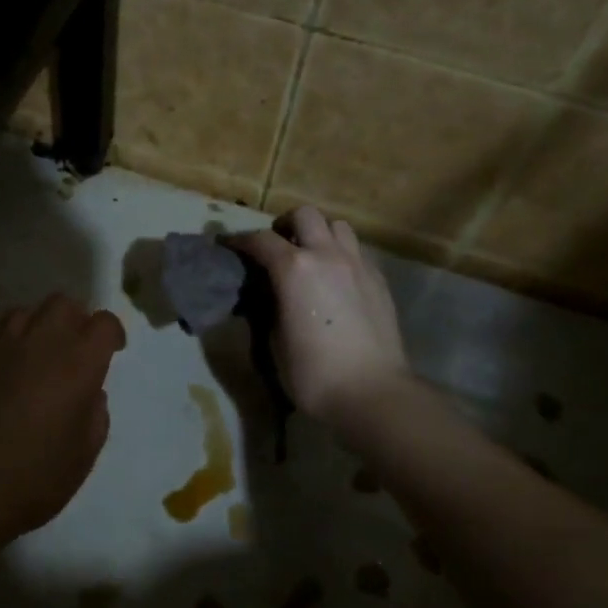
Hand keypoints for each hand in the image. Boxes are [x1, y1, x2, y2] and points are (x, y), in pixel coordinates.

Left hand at [0, 294, 126, 551]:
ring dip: (37, 328)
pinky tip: (1, 369)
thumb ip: (95, 414)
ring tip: (35, 357)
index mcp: (77, 364)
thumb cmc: (29, 481)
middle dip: (75, 320)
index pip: (103, 323)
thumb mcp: (82, 457)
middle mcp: (39, 342)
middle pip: (62, 304)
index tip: (112, 350)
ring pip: (24, 312)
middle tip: (74, 350)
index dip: (112, 333)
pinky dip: (4, 342)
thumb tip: (90, 393)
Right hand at [227, 206, 409, 427]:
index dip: (240, 241)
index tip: (228, 246)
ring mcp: (358, 264)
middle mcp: (327, 255)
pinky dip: (341, 255)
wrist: (372, 392)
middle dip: (286, 225)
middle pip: (305, 215)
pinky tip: (336, 280)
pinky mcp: (379, 280)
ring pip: (338, 226)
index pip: (260, 240)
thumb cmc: (313, 373)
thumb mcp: (274, 340)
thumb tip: (269, 292)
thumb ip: (270, 305)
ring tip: (311, 257)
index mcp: (294, 268)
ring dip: (319, 234)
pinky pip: (357, 251)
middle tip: (277, 247)